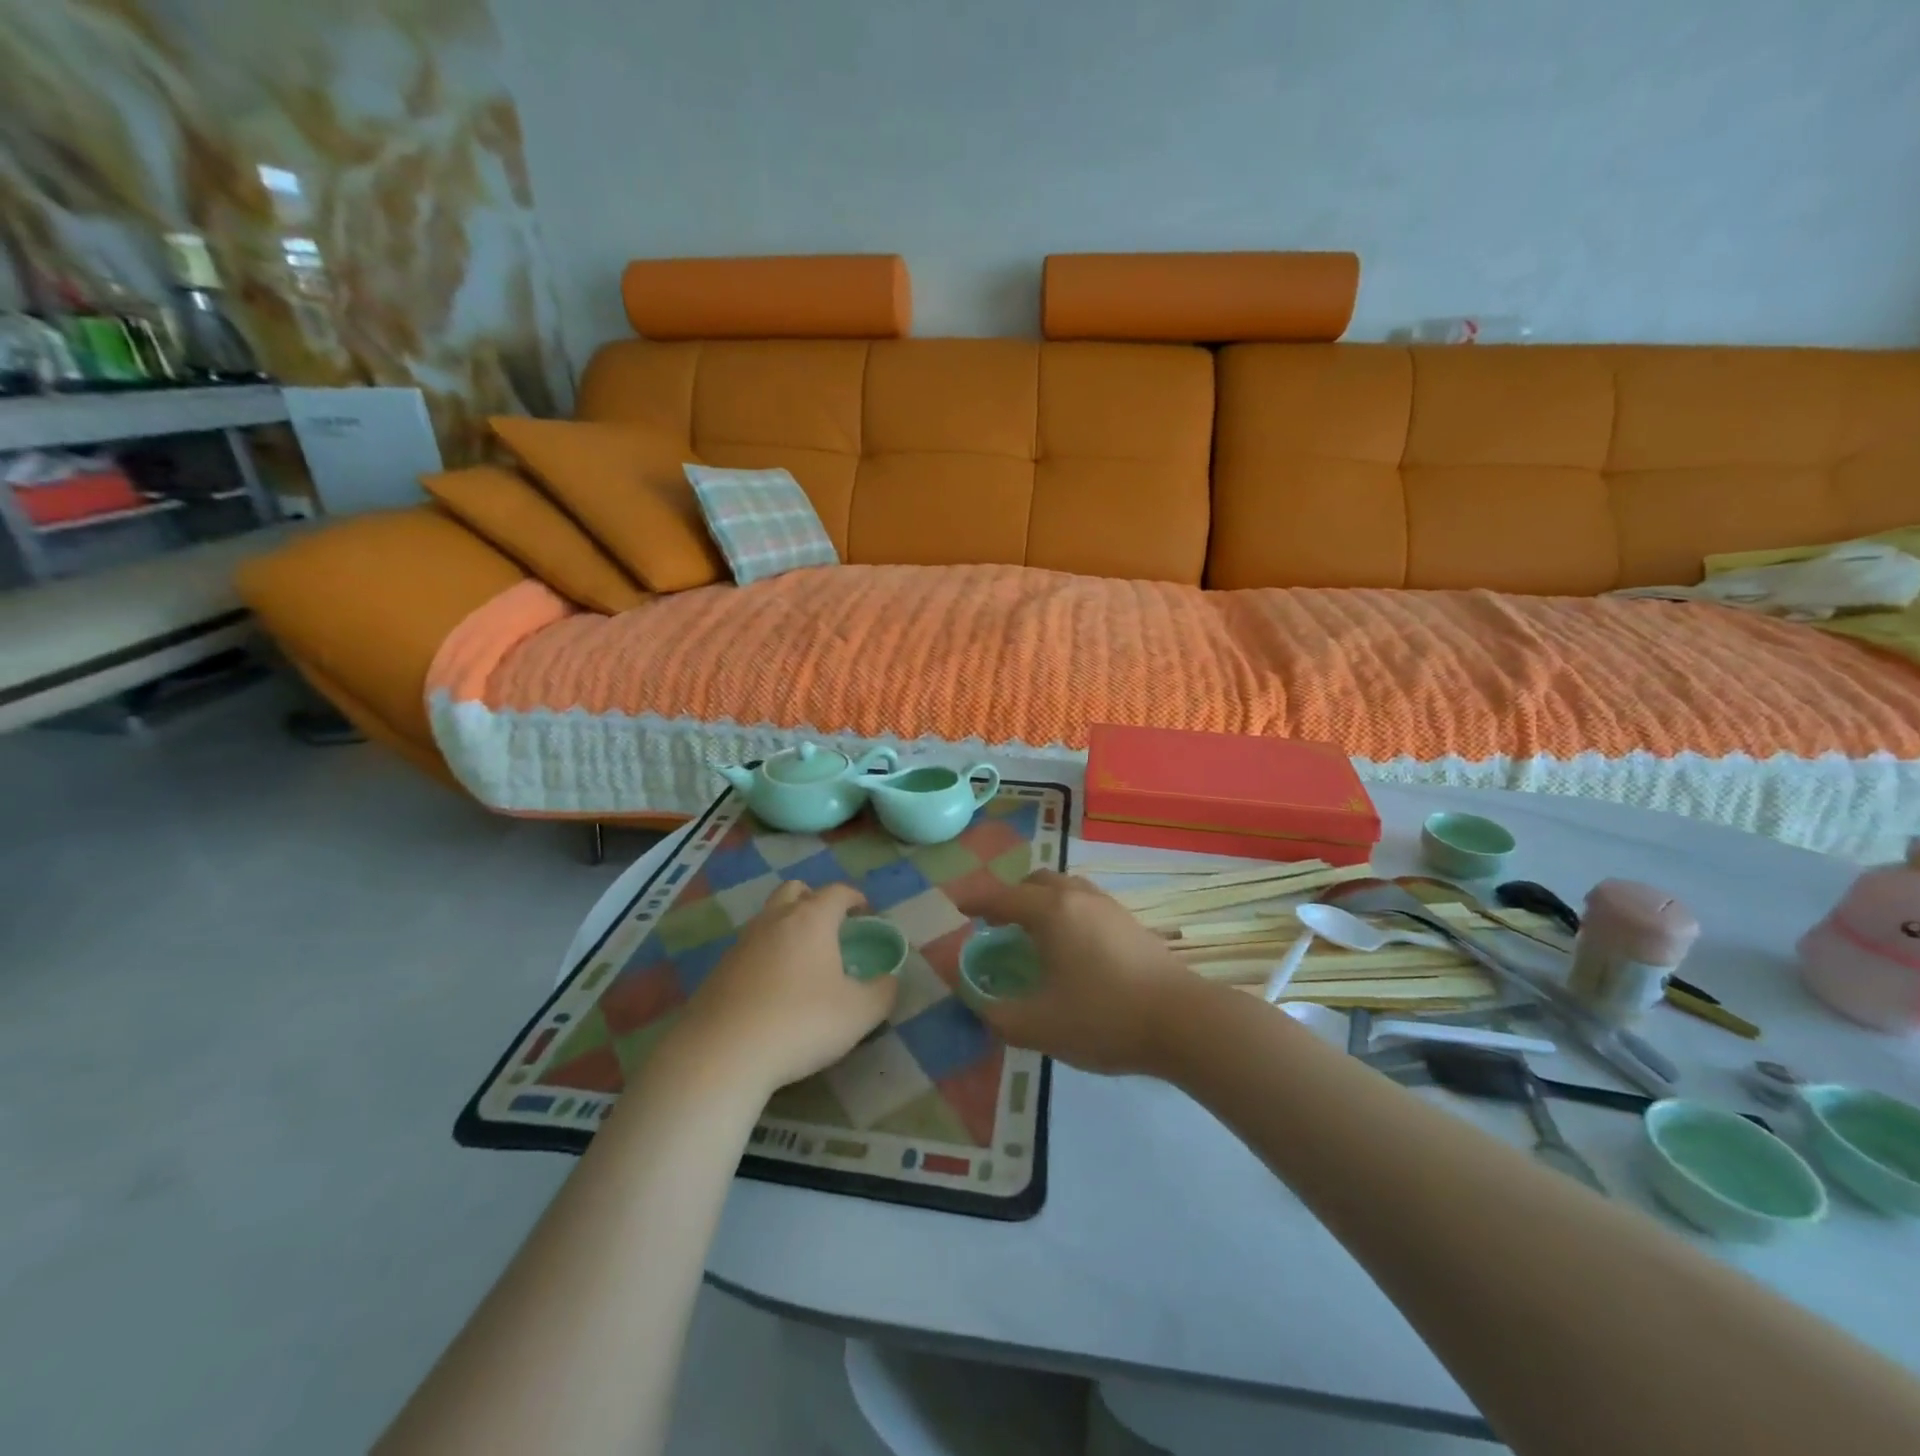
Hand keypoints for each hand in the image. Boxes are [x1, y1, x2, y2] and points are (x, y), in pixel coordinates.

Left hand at [676, 882, 897, 1095]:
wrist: (722, 1054)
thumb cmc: (801, 1022)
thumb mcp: (859, 1014)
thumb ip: (882, 993)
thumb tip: (890, 981)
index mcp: (812, 920)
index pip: (836, 892)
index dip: (854, 897)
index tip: (864, 910)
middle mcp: (775, 920)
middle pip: (794, 891)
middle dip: (814, 899)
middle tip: (829, 924)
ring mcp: (742, 943)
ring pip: (768, 918)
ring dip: (787, 927)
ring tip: (803, 958)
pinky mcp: (719, 970)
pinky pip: (749, 949)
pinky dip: (766, 955)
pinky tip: (772, 987)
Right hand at [951, 869, 1197, 1075]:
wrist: (1182, 1021)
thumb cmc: (1103, 1018)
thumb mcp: (1039, 1026)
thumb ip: (998, 1015)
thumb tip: (977, 1002)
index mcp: (1050, 911)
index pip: (1003, 897)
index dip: (976, 901)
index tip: (958, 906)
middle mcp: (1077, 897)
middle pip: (1036, 881)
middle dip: (1011, 896)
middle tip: (996, 923)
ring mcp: (1108, 906)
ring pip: (1065, 887)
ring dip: (1041, 900)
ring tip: (1033, 932)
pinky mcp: (1130, 922)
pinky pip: (1085, 901)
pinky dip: (1065, 910)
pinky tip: (1071, 945)